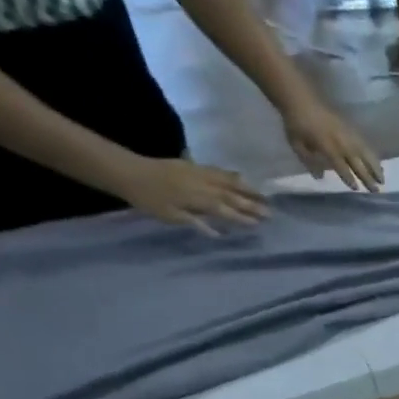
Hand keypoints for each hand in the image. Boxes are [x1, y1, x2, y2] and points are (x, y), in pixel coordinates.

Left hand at [109, 156, 266, 233]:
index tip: (260, 223)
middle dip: (252, 204)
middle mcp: (204, 185)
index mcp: (199, 199)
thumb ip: (196, 223)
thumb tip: (219, 233)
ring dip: (248, 189)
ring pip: (229, 181)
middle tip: (270, 212)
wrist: (128, 171)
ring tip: (263, 195)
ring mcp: (200, 173)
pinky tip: (240, 178)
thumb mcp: (170, 216)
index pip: (227, 210)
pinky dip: (232, 176)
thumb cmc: (148, 199)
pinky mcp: (194, 166)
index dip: (244, 217)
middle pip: (233, 195)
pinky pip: (219, 171)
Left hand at [282, 97, 383, 190]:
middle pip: (358, 163)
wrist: (302, 99)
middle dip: (367, 178)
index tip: (356, 189)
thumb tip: (320, 177)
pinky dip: (373, 156)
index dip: (349, 178)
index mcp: (327, 146)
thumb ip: (308, 161)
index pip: (341, 166)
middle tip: (376, 191)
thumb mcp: (296, 144)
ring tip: (382, 180)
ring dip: (375, 168)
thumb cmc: (296, 124)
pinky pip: (366, 145)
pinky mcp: (352, 129)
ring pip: (366, 154)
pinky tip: (378, 164)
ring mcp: (349, 135)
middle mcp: (342, 142)